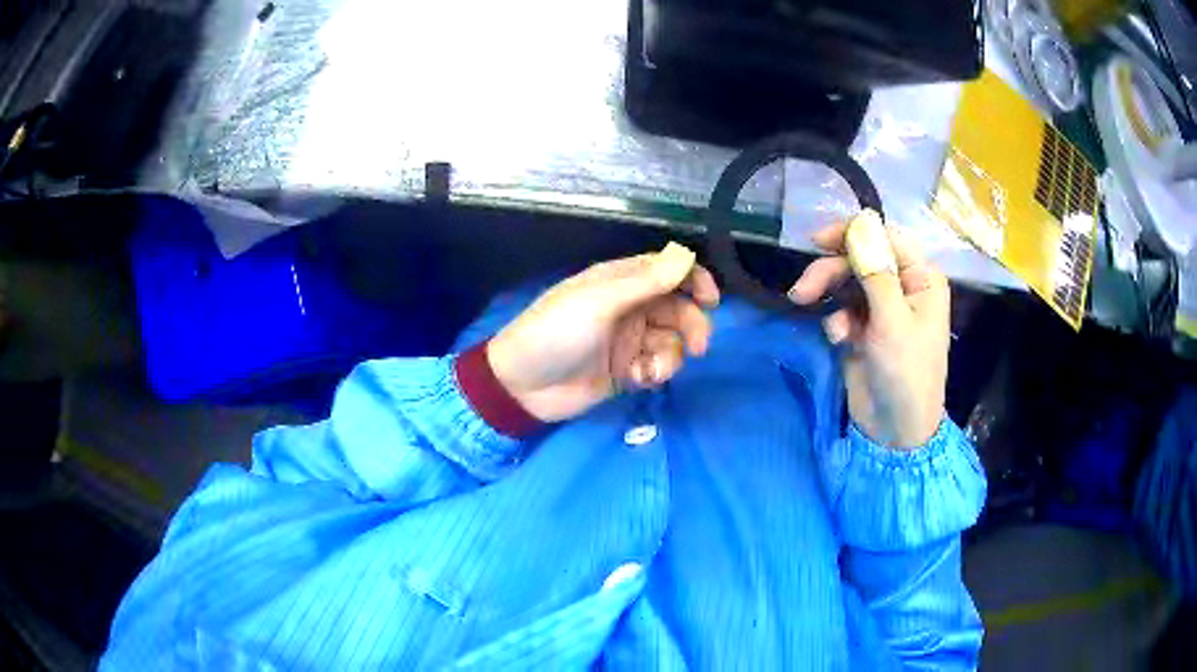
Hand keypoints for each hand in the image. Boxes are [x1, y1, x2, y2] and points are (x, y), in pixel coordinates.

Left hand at [488, 243, 719, 422]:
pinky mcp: (628, 371)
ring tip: (652, 369)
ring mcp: (629, 340)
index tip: (711, 299)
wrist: (523, 386)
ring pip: (672, 340)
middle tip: (698, 346)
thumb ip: (644, 282)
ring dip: (672, 355)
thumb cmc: (555, 333)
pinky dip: (657, 372)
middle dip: (692, 325)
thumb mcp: (598, 302)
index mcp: (619, 281)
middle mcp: (629, 307)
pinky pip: (658, 366)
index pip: (667, 270)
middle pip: (678, 308)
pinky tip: (641, 379)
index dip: (693, 279)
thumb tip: (686, 254)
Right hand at [788, 210, 949, 448]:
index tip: (818, 242)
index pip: (886, 237)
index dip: (853, 233)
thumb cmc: (906, 373)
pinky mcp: (863, 328)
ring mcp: (881, 308)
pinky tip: (837, 339)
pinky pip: (842, 308)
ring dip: (826, 291)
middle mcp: (902, 286)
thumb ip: (876, 271)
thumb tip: (862, 221)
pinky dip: (835, 319)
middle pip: (860, 258)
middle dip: (831, 269)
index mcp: (920, 278)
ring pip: (846, 281)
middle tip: (802, 289)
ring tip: (803, 304)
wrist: (895, 430)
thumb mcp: (892, 321)